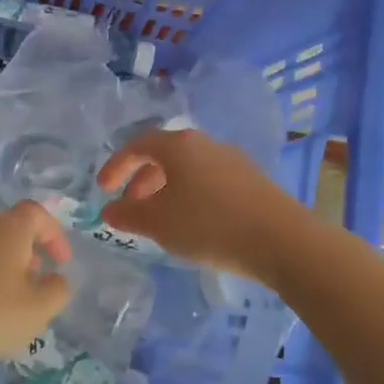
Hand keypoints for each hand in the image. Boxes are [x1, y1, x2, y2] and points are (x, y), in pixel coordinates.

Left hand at [0, 201, 72, 381]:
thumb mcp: (36, 311)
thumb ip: (57, 291)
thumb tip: (56, 278)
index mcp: (9, 228)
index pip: (38, 214)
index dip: (55, 235)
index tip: (63, 263)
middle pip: (12, 229)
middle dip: (30, 253)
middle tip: (37, 283)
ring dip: (5, 268)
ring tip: (9, 303)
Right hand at [96, 128, 309, 283]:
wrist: (281, 239)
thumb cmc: (209, 224)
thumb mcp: (159, 223)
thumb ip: (128, 214)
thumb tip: (109, 209)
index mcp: (179, 145)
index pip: (138, 145)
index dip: (116, 165)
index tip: (103, 189)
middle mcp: (205, 143)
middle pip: (164, 155)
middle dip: (141, 180)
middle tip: (131, 207)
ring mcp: (232, 159)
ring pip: (188, 169)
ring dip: (166, 190)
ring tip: (160, 220)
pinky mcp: (251, 180)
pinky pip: (209, 181)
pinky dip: (191, 195)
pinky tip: (194, 224)